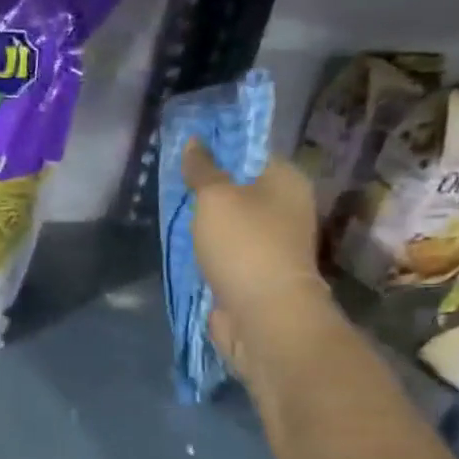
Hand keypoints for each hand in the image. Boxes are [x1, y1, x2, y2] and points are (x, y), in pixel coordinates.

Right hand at [182, 141, 333, 369]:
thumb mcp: (215, 197)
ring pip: (231, 222)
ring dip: (206, 222)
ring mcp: (272, 243)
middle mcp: (286, 208)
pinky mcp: (256, 273)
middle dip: (208, 188)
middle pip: (240, 188)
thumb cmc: (244, 245)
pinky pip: (226, 251)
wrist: (262, 315)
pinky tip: (184, 245)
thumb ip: (202, 169)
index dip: (219, 150)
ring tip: (173, 213)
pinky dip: (208, 249)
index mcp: (286, 180)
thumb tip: (194, 142)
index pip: (251, 152)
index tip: (185, 154)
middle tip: (173, 184)